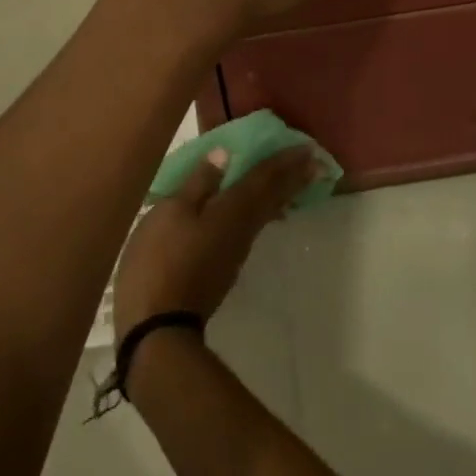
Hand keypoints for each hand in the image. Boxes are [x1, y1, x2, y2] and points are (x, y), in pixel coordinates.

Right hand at [114, 148, 317, 343]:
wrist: (160, 327)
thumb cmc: (161, 260)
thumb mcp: (172, 212)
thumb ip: (200, 182)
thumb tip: (226, 153)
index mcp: (232, 209)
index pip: (264, 178)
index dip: (284, 161)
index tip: (309, 148)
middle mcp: (243, 228)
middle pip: (273, 197)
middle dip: (294, 177)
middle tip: (316, 161)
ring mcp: (236, 250)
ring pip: (266, 213)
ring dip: (283, 194)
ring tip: (295, 181)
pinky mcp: (226, 266)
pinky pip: (254, 227)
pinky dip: (265, 212)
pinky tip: (262, 213)